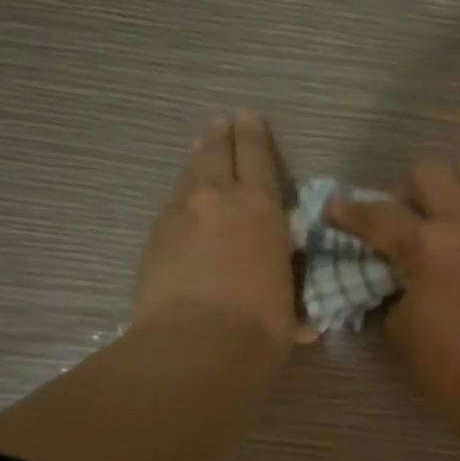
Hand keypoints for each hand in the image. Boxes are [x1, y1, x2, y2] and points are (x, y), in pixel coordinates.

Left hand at [135, 111, 311, 355]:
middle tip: (223, 123)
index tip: (248, 115)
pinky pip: (170, 204)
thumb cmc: (259, 324)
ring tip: (201, 149)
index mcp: (261, 208)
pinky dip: (181, 196)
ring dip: (197, 159)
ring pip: (188, 174)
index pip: (257, 156)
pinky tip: (183, 202)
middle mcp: (218, 199)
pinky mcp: (154, 238)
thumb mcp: (288, 307)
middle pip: (217, 153)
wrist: (195, 345)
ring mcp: (179, 215)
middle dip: (222, 135)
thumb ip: (293, 303)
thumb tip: (305, 327)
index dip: (253, 133)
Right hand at [328, 162, 459, 421]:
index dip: (349, 210)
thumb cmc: (445, 363)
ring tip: (442, 221)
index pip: (378, 214)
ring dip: (450, 190)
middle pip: (431, 173)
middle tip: (402, 219)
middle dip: (407, 191)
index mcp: (427, 245)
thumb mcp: (399, 327)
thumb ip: (394, 288)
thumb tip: (399, 276)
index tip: (334, 207)